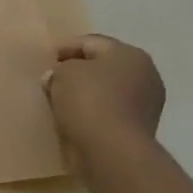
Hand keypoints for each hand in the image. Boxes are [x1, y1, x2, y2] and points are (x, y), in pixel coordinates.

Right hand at [42, 35, 164, 168]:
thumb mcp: (63, 74)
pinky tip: (75, 119)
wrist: (112, 150)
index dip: (65, 48)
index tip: (45, 61)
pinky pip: (110, 112)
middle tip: (52, 80)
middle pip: (103, 66)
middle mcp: (145, 74)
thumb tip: (59, 77)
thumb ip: (60, 69)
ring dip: (86, 94)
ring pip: (107, 90)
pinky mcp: (139, 128)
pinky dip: (93, 113)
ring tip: (60, 102)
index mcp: (129, 54)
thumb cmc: (88, 101)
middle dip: (78, 71)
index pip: (91, 42)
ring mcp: (146, 103)